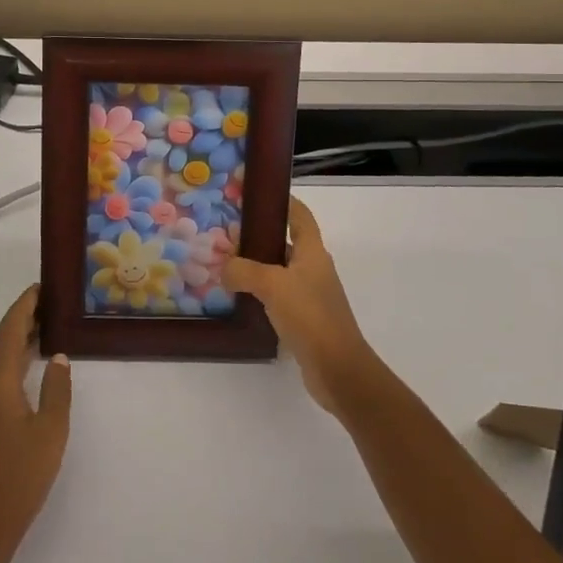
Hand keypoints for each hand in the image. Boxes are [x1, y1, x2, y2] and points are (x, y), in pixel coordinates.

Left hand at [0, 286, 71, 562]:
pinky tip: (26, 369)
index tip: (40, 286)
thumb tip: (58, 358)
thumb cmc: (18, 480)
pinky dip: (9, 362)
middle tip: (47, 303)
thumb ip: (56, 390)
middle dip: (20, 319)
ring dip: (14, 341)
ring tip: (42, 328)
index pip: (9, 332)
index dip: (23, 307)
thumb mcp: (50, 433)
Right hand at [222, 197, 380, 418]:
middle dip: (258, 235)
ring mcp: (310, 294)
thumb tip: (224, 269)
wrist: (338, 368)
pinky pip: (277, 296)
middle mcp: (313, 268)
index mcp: (313, 251)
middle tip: (226, 232)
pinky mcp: (304, 318)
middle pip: (285, 242)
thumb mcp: (272, 285)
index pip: (300, 215)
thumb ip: (243, 270)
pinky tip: (238, 297)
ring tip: (225, 264)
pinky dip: (259, 292)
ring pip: (279, 270)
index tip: (255, 194)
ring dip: (256, 265)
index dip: (282, 201)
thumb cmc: (310, 315)